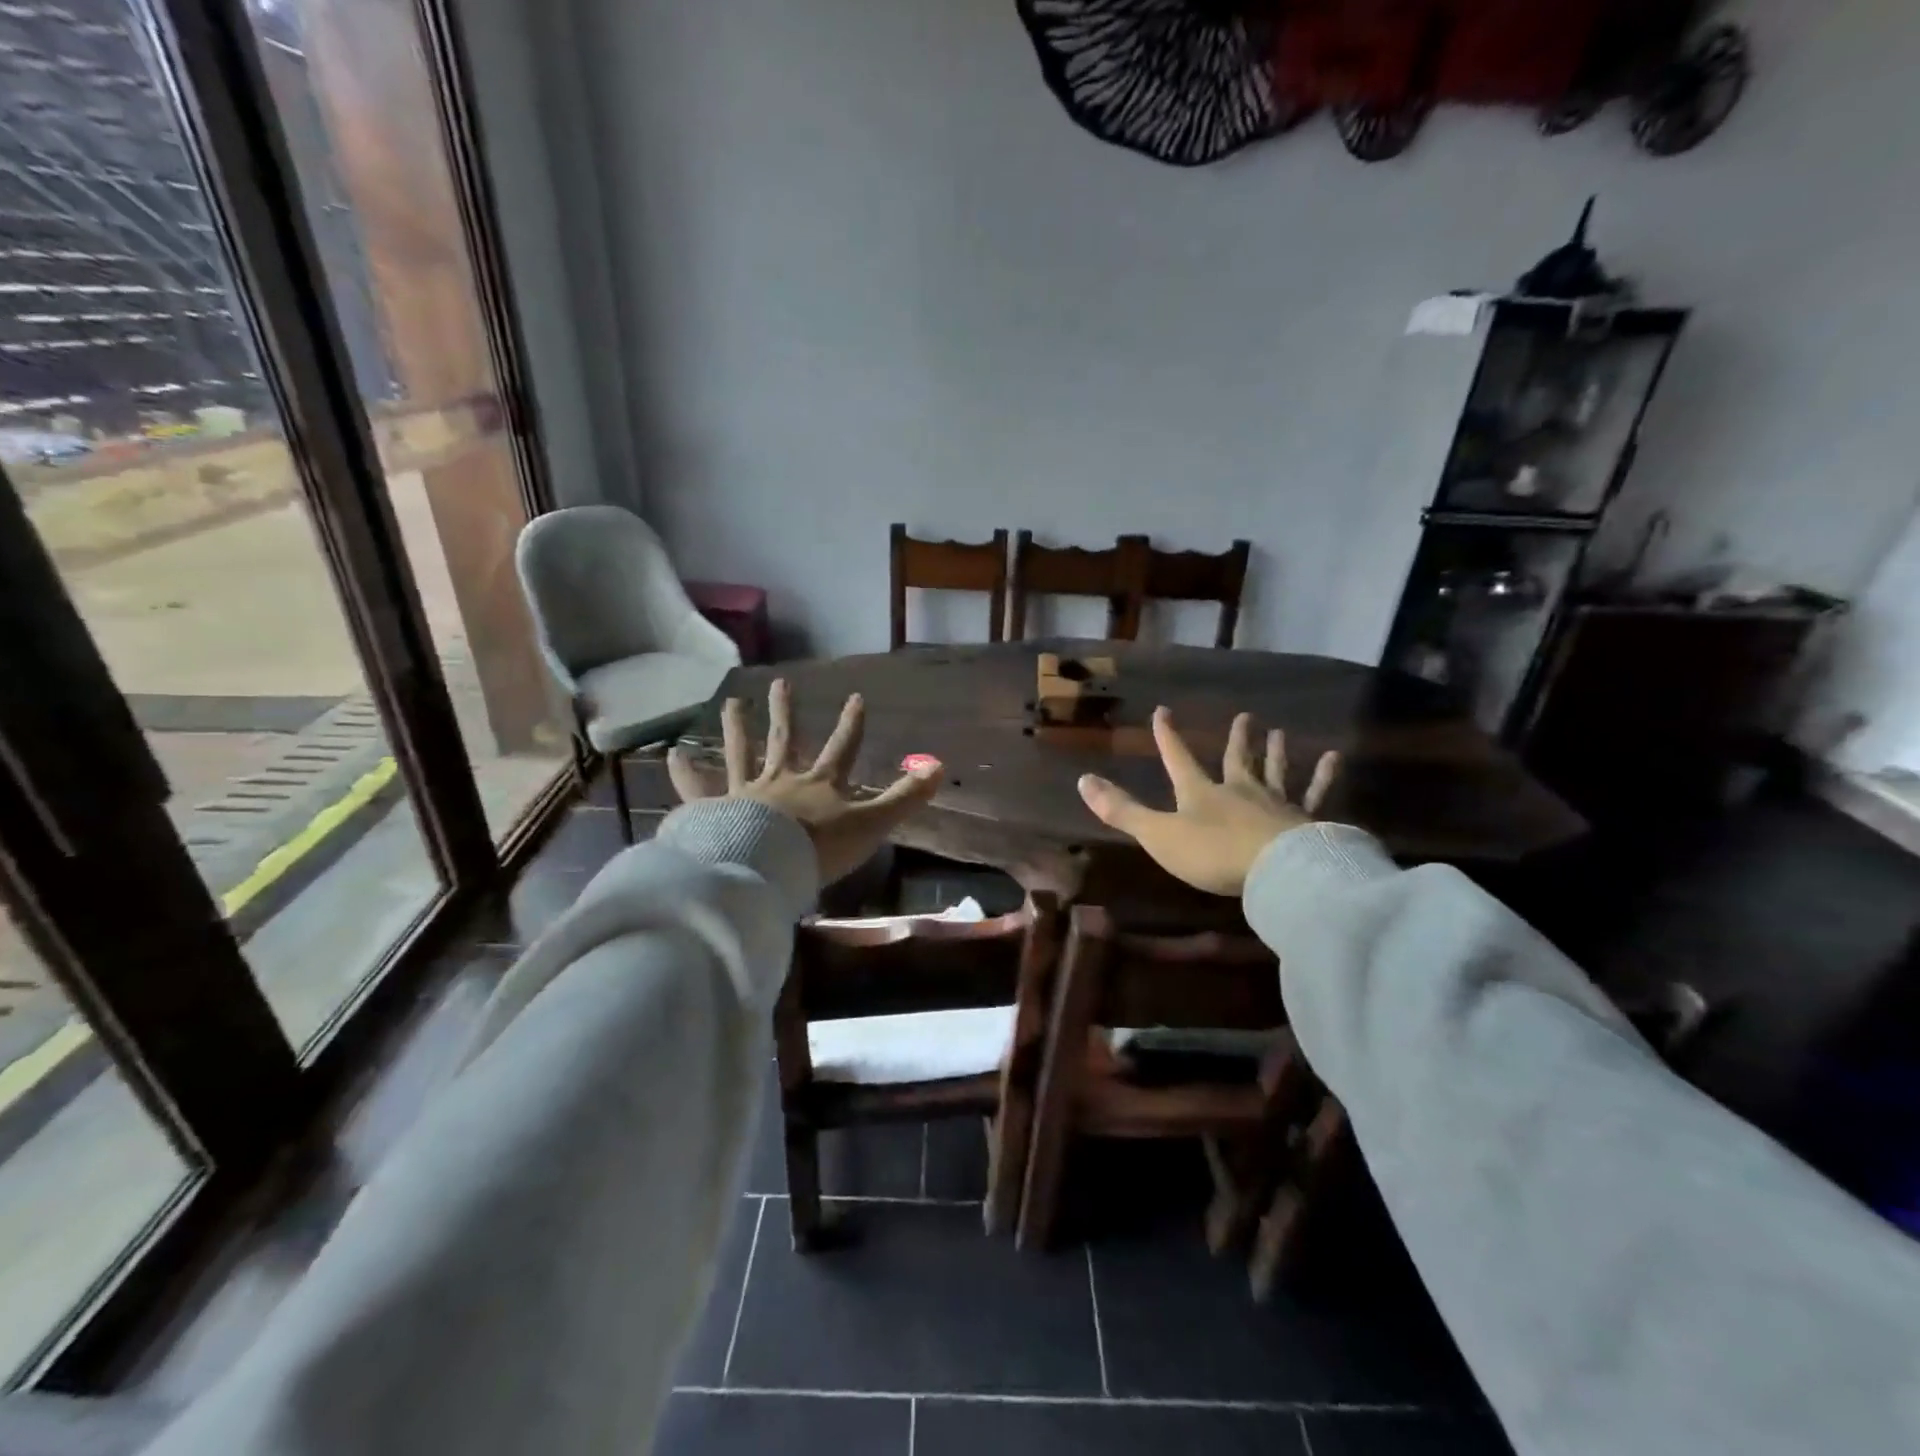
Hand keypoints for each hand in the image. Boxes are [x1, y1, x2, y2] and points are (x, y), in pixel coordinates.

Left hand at [667, 678, 942, 884]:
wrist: (767, 865)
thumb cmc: (821, 847)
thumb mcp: (872, 823)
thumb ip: (904, 797)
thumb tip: (940, 766)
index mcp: (819, 784)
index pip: (842, 748)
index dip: (851, 723)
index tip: (856, 697)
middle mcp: (782, 779)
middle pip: (785, 740)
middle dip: (785, 712)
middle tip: (779, 684)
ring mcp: (745, 792)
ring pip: (742, 753)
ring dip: (737, 728)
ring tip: (731, 703)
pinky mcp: (714, 809)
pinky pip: (697, 788)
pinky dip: (685, 772)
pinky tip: (672, 753)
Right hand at [1077, 707, 1340, 896]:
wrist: (1276, 870)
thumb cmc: (1212, 854)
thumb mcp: (1158, 834)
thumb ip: (1122, 811)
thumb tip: (1083, 780)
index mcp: (1201, 793)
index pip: (1179, 759)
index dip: (1168, 737)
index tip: (1163, 711)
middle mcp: (1239, 791)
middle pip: (1236, 760)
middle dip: (1237, 740)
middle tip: (1246, 716)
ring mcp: (1275, 804)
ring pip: (1275, 772)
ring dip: (1276, 752)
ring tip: (1280, 731)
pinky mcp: (1306, 821)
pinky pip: (1316, 795)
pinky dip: (1323, 777)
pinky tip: (1333, 759)